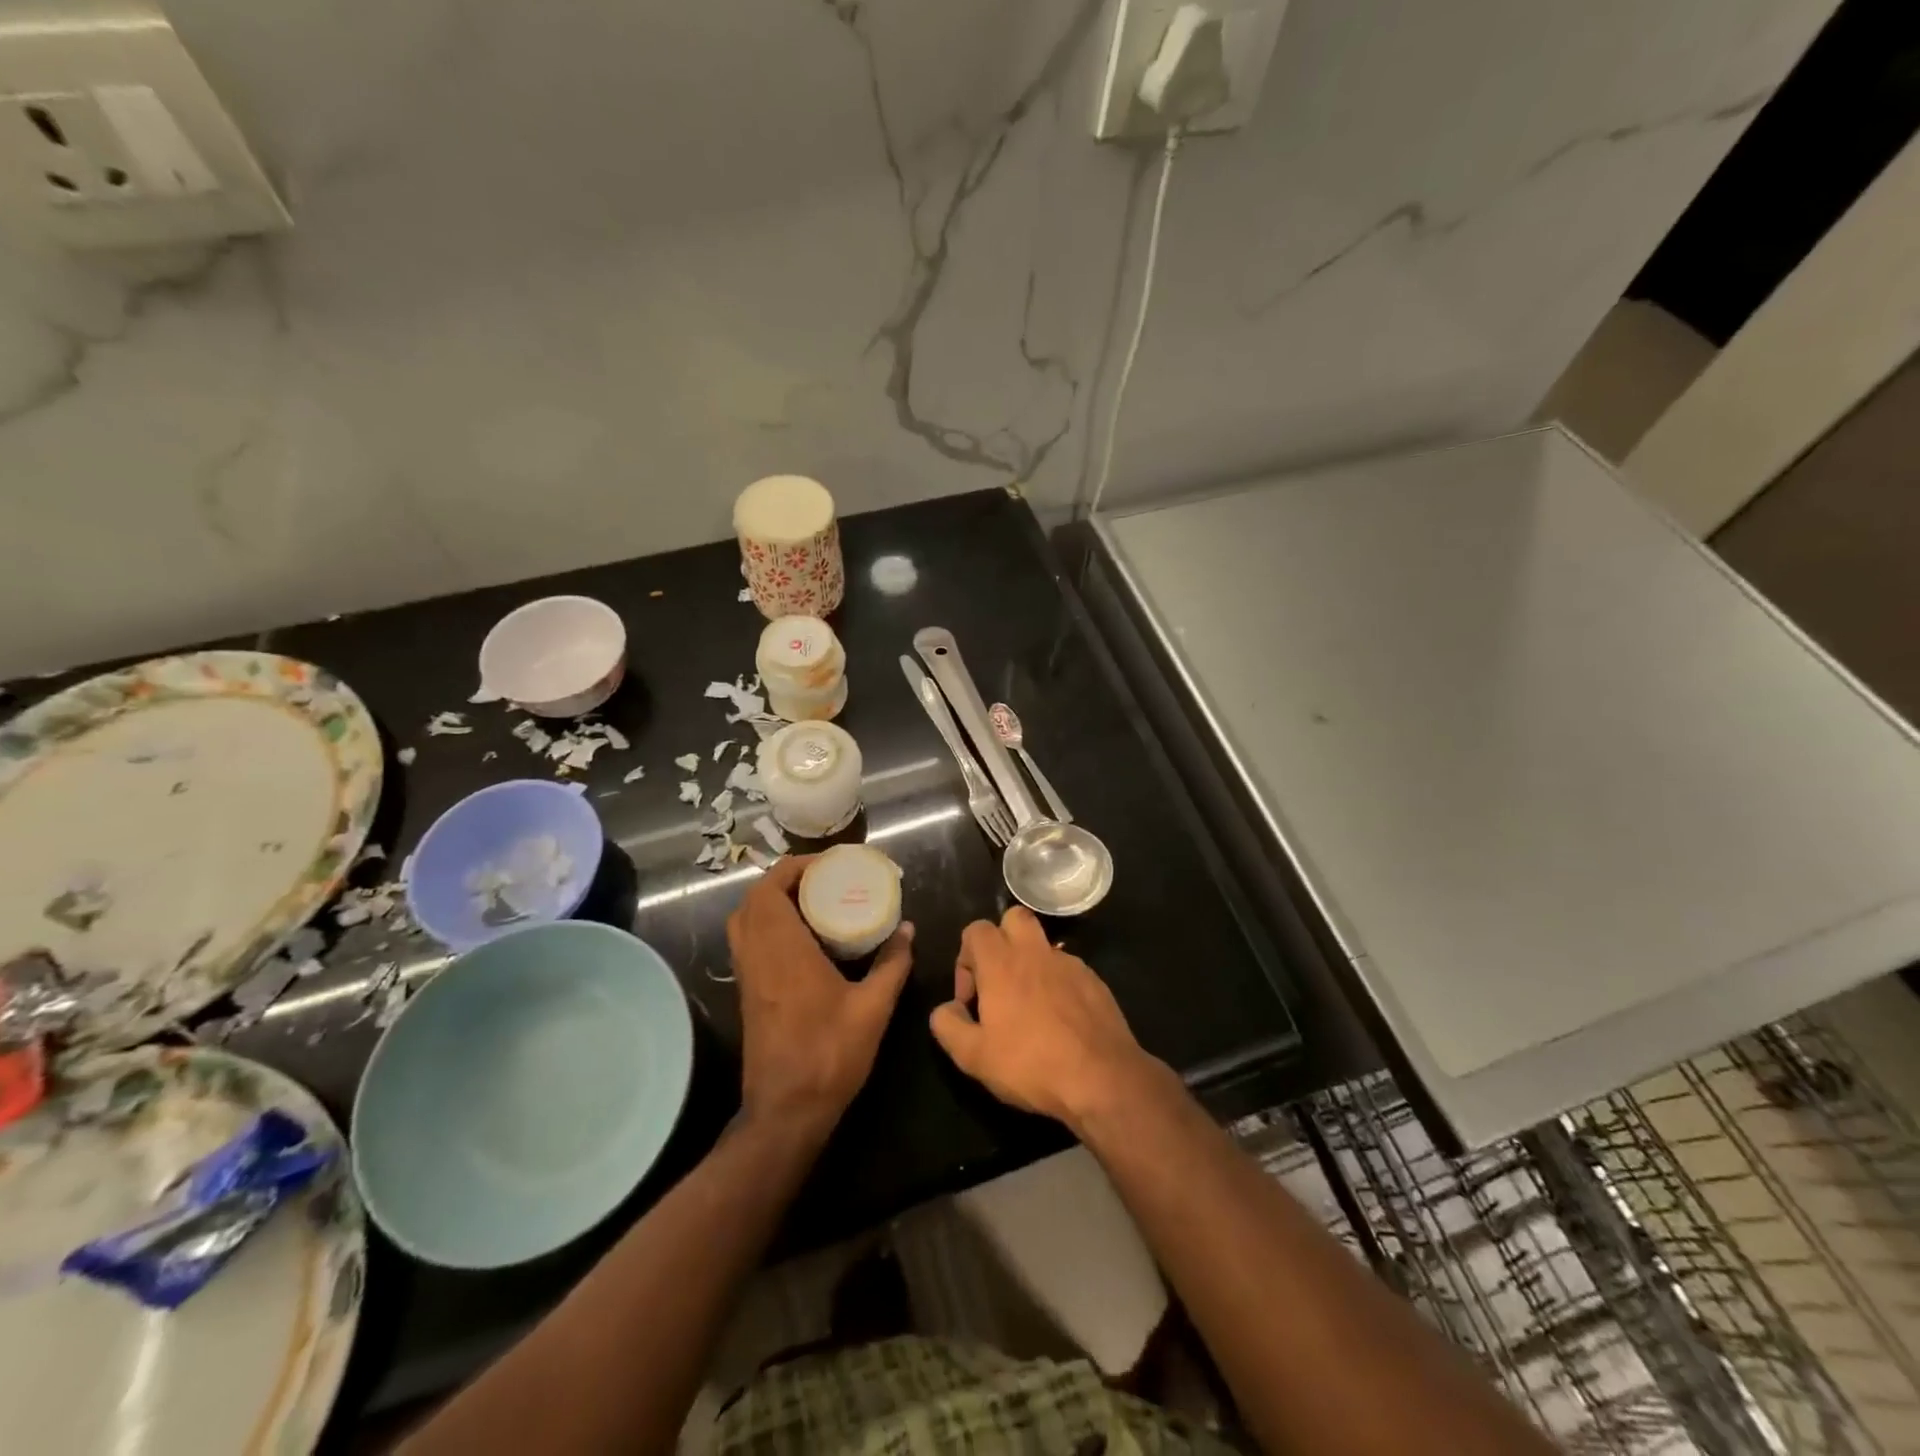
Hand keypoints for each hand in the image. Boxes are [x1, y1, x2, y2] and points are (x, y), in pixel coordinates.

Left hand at [726, 855, 914, 1137]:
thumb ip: (892, 964)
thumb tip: (908, 929)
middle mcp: (757, 954)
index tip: (828, 866)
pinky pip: (748, 941)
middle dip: (785, 880)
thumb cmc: (829, 1054)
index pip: (771, 888)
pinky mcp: (747, 993)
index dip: (795, 867)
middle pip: (753, 898)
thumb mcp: (873, 1007)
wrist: (786, 1111)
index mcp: (782, 949)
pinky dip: (768, 925)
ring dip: (773, 901)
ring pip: (745, 920)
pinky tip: (804, 939)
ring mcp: (747, 975)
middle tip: (823, 881)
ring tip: (814, 903)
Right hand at [928, 906, 1161, 1130]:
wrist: (1102, 1078)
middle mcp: (1035, 953)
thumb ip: (948, 1026)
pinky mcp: (1095, 981)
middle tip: (999, 981)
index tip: (970, 998)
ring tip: (1030, 1007)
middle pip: (1013, 918)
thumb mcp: (973, 1057)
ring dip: (1030, 964)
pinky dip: (1057, 984)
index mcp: (1002, 963)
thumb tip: (946, 1008)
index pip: (976, 930)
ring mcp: (1070, 964)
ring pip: (1043, 945)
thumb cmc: (1031, 1064)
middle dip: (1001, 940)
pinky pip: (1068, 969)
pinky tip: (1060, 1021)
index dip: (965, 958)